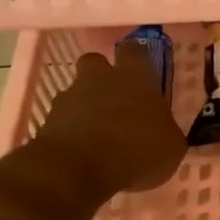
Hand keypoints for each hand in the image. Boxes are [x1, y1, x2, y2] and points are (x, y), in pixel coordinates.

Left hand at [37, 40, 185, 195]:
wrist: (79, 168)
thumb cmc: (137, 151)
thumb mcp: (171, 147)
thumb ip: (165, 131)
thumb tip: (163, 131)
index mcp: (135, 77)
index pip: (135, 51)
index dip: (138, 59)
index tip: (143, 72)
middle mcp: (100, 78)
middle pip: (96, 62)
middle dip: (103, 76)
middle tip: (116, 100)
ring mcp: (70, 97)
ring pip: (77, 91)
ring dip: (85, 107)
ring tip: (98, 136)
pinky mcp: (49, 121)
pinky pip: (63, 120)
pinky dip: (71, 132)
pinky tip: (83, 153)